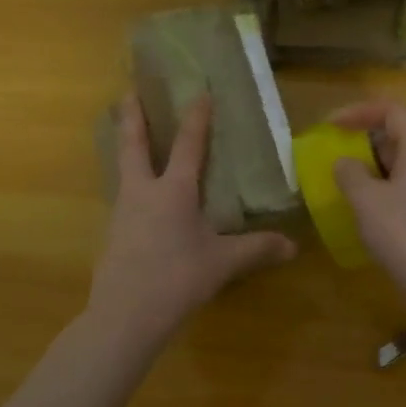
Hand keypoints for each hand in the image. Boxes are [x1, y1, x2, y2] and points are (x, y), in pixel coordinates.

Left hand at [88, 94, 295, 348]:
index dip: (196, 118)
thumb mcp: (222, 263)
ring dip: (126, 147)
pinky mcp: (113, 234)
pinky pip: (123, 195)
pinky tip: (137, 195)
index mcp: (173, 191)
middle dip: (133, 117)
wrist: (125, 314)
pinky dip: (129, 181)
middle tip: (128, 92)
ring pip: (123, 169)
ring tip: (130, 137)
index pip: (188, 146)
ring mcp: (123, 212)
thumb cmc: (177, 278)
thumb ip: (257, 250)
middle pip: (134, 145)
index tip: (199, 93)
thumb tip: (292, 246)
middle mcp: (143, 192)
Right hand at [329, 100, 405, 296]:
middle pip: (398, 137)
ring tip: (342, 185)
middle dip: (363, 142)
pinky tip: (363, 215)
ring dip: (371, 171)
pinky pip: (405, 193)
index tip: (330, 126)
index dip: (359, 111)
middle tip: (334, 156)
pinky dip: (381, 194)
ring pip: (401, 168)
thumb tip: (344, 163)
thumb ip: (350, 173)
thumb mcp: (366, 199)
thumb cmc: (405, 233)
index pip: (392, 111)